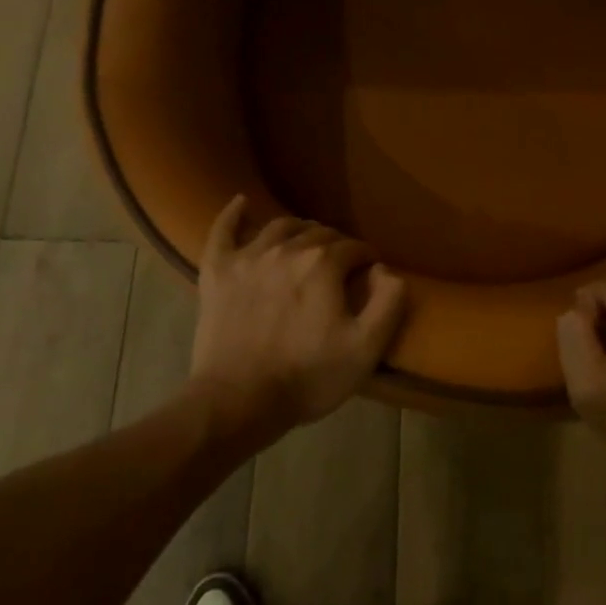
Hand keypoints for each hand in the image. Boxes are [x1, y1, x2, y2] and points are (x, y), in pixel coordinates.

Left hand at [189, 196, 407, 439]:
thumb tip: (386, 270)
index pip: (354, 247)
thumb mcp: (365, 349)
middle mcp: (287, 249)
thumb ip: (388, 302)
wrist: (237, 402)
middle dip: (336, 244)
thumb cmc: (306, 377)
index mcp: (324, 264)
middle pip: (319, 233)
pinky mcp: (217, 271)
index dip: (366, 258)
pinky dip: (233, 213)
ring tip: (306, 243)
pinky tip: (242, 202)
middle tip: (341, 266)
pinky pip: (223, 230)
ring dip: (299, 230)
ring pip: (280, 226)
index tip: (370, 273)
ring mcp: (248, 257)